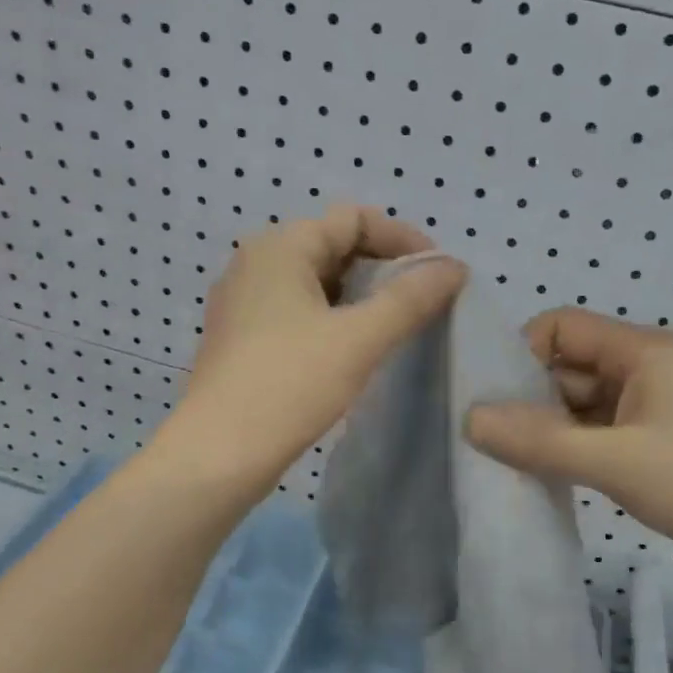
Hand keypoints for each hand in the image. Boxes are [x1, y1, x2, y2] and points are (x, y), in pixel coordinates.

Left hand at [154, 206, 465, 499]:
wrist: (219, 454)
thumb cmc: (289, 385)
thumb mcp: (359, 339)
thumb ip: (410, 298)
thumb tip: (454, 267)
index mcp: (280, 247)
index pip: (353, 218)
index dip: (401, 239)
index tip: (437, 274)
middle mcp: (255, 262)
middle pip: (333, 245)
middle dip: (382, 268)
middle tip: (421, 302)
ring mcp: (243, 302)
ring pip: (315, 282)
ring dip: (358, 296)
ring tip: (395, 327)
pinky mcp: (241, 337)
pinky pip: (296, 310)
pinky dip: (331, 319)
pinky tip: (353, 350)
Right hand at [464, 309, 672, 579]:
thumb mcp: (613, 461)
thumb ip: (538, 440)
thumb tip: (467, 419)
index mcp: (641, 351)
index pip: (561, 326)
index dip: (523, 354)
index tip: (493, 400)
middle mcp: (643, 368)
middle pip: (566, 366)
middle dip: (529, 399)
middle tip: (492, 441)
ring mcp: (650, 406)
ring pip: (578, 403)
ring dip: (548, 429)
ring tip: (513, 463)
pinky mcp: (652, 441)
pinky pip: (595, 432)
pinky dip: (570, 448)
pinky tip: (548, 475)